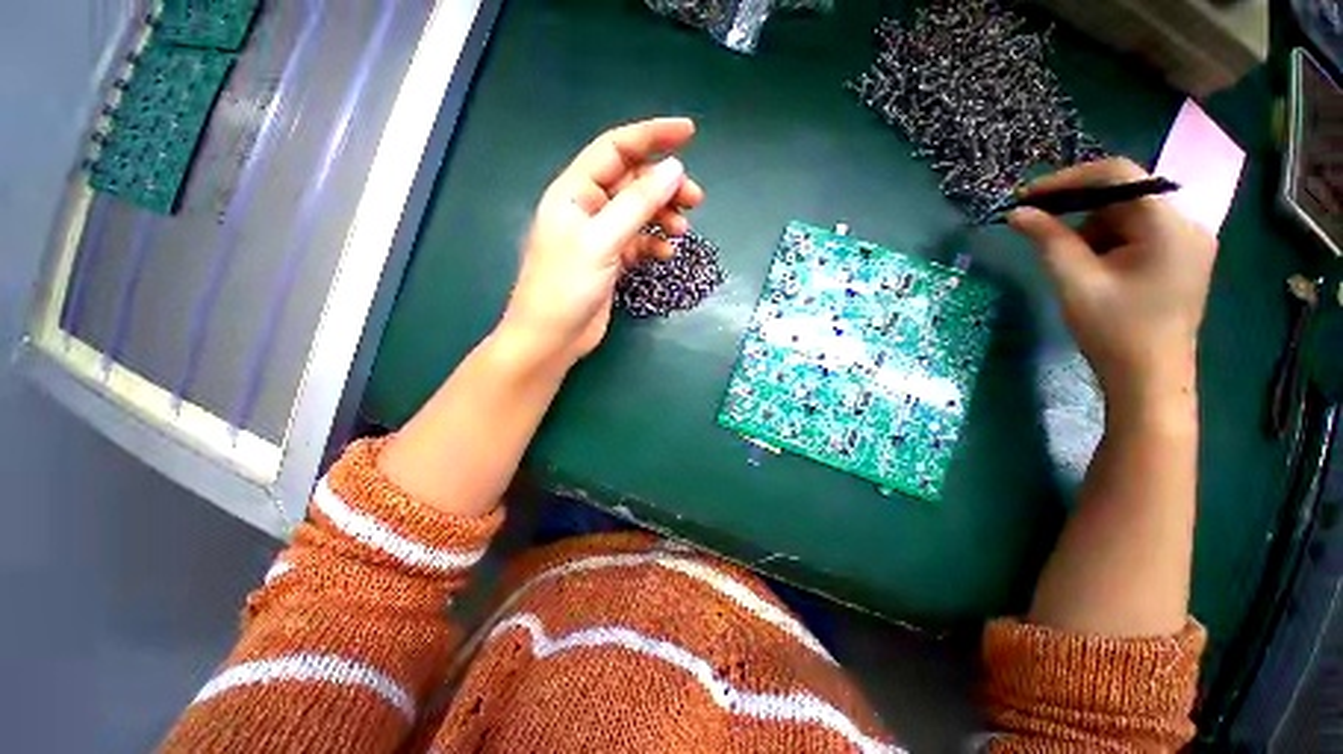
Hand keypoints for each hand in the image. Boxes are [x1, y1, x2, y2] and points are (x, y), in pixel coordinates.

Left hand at [499, 118, 704, 366]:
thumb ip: (637, 205)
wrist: (551, 339)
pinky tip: (666, 254)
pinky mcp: (610, 262)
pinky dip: (654, 244)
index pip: (616, 149)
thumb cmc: (566, 287)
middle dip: (664, 187)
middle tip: (695, 200)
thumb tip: (674, 170)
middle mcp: (587, 208)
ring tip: (683, 232)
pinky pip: (638, 243)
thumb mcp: (602, 241)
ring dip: (663, 218)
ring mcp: (600, 237)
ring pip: (638, 214)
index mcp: (574, 192)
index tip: (689, 134)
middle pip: (632, 183)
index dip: (651, 136)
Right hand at [1008, 158, 1216, 413]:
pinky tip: (1095, 270)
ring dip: (1092, 231)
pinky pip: (1138, 233)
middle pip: (1124, 195)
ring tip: (1074, 266)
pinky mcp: (1182, 257)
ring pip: (1129, 215)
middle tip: (1042, 233)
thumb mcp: (1074, 281)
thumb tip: (1017, 212)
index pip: (1119, 173)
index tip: (1028, 196)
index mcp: (1169, 224)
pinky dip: (1109, 243)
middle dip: (1079, 212)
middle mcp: (1187, 223)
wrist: (1150, 379)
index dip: (1069, 178)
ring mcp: (1188, 241)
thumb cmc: (1114, 331)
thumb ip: (1047, 239)